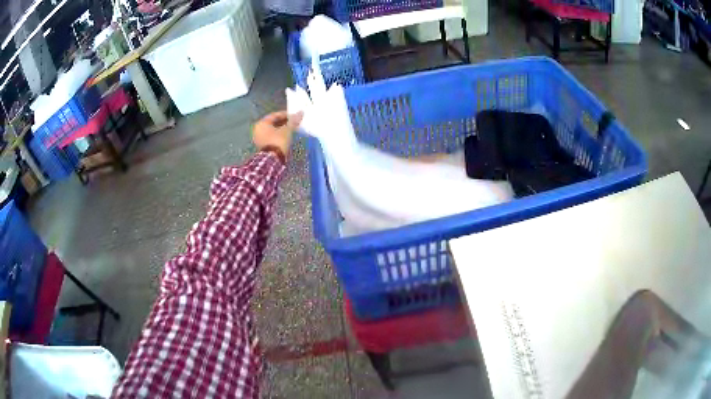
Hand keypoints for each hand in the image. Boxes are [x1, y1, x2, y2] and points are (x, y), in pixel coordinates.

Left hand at [253, 111, 303, 160]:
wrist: (273, 160)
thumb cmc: (278, 141)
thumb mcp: (287, 130)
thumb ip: (293, 121)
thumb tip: (301, 112)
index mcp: (262, 123)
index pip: (275, 115)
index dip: (286, 114)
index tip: (294, 116)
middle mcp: (258, 130)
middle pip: (273, 123)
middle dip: (284, 122)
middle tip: (294, 122)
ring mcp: (259, 139)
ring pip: (272, 131)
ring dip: (282, 129)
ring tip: (292, 129)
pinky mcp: (263, 146)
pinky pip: (271, 137)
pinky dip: (278, 136)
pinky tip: (287, 136)